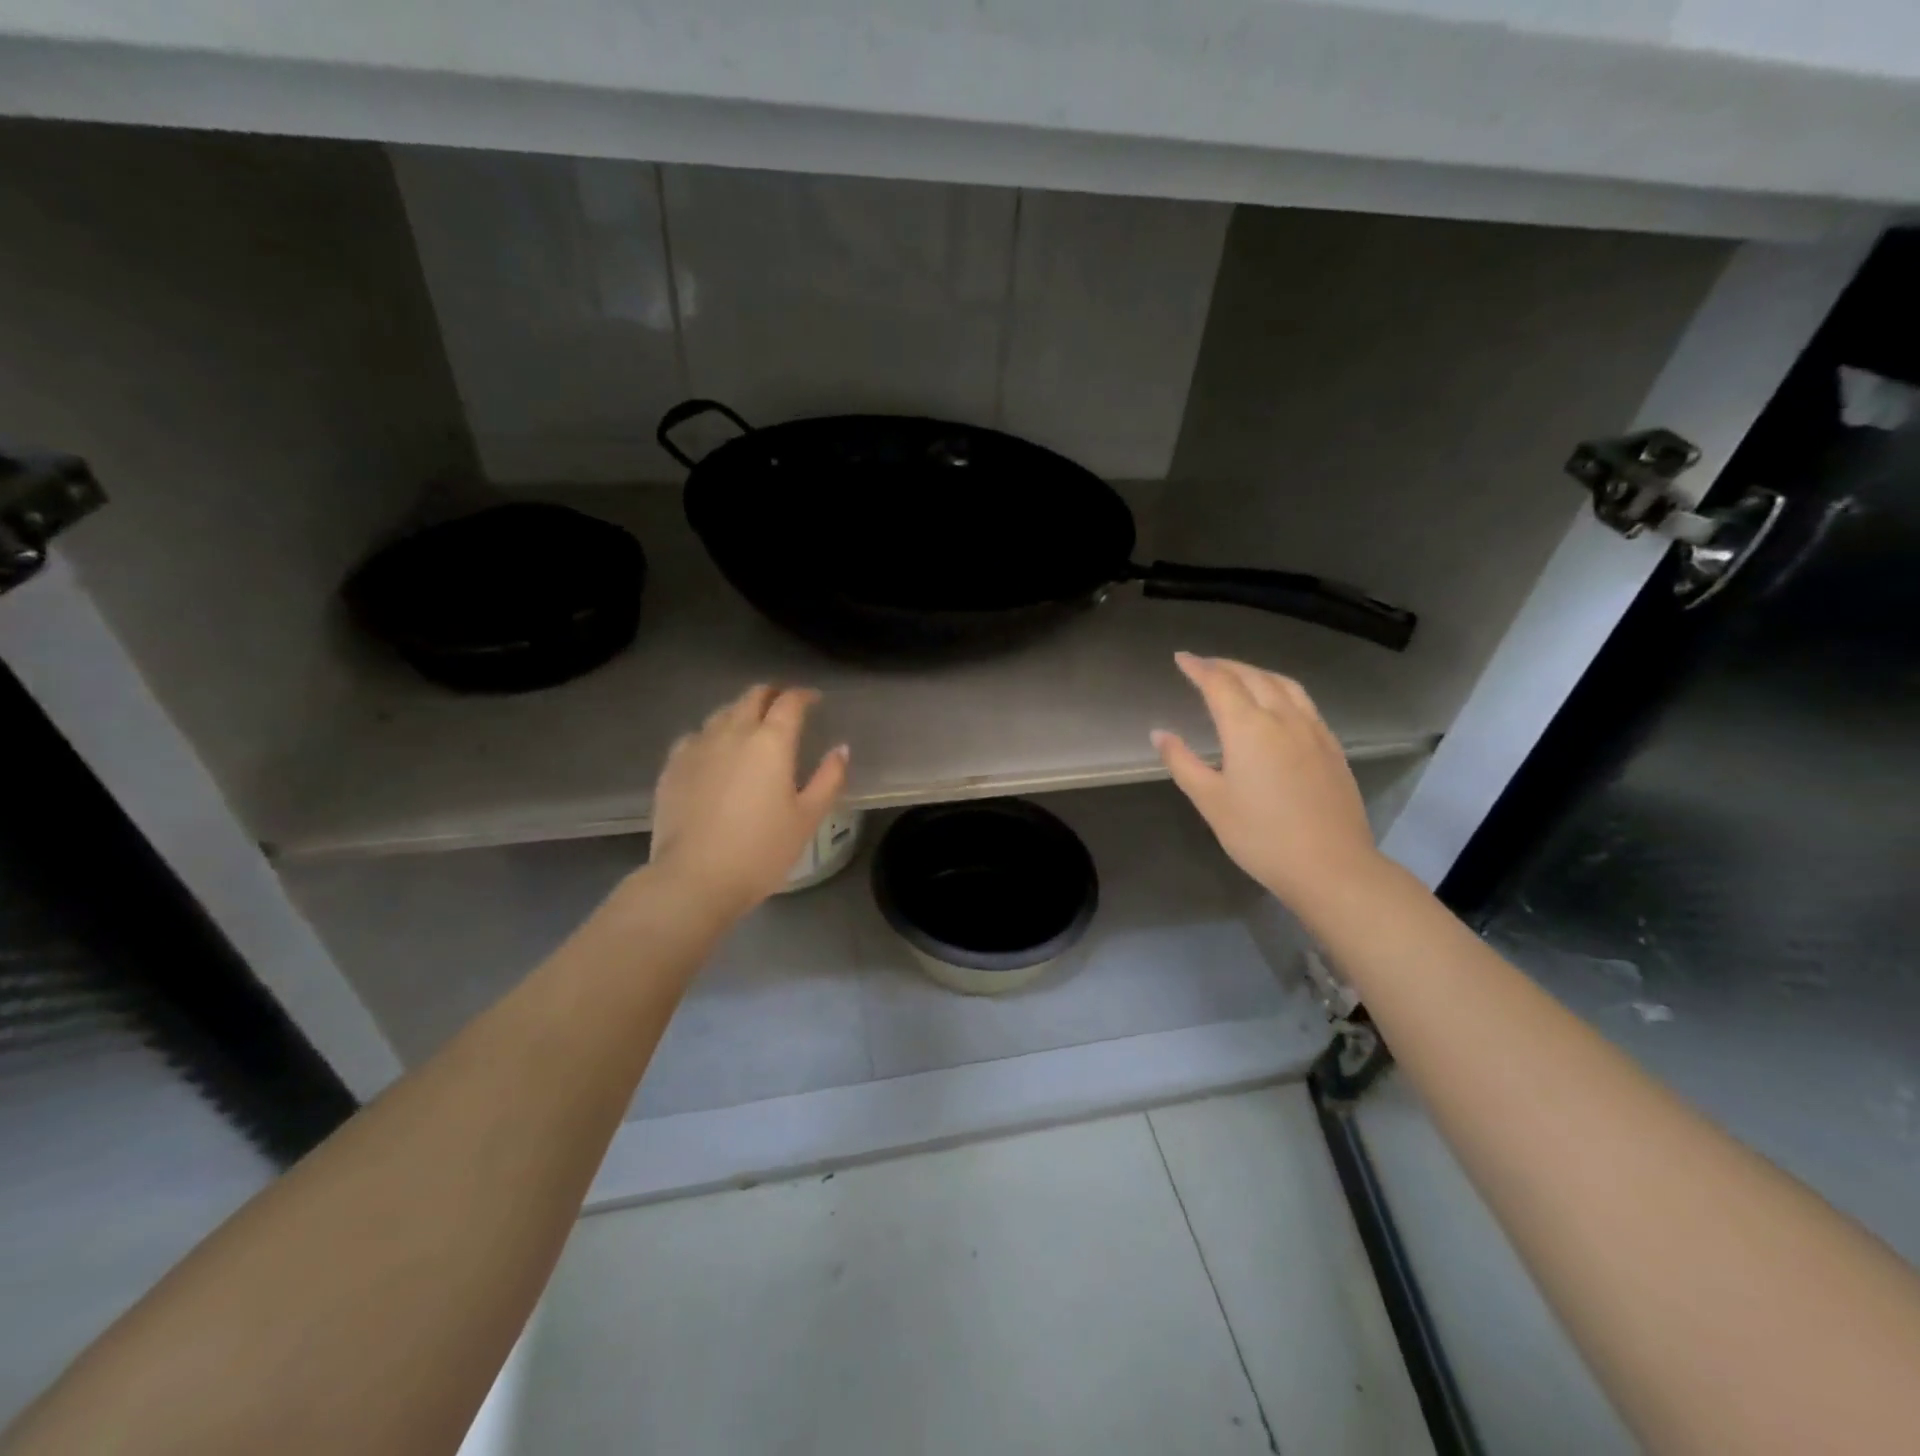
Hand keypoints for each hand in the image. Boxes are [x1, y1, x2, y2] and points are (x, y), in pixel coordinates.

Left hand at [647, 685, 849, 920]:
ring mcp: (697, 746)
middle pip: (752, 697)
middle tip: (784, 705)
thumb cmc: (761, 850)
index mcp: (771, 742)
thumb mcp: (807, 818)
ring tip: (751, 726)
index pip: (790, 702)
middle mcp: (733, 732)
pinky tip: (714, 752)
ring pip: (722, 713)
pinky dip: (712, 734)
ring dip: (741, 711)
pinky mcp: (672, 765)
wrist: (695, 878)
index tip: (814, 700)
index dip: (804, 695)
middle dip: (771, 694)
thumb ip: (829, 778)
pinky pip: (696, 736)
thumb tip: (841, 749)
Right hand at [1152, 653, 1383, 911]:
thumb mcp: (1210, 801)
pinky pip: (1304, 702)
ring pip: (1284, 685)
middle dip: (1226, 666)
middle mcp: (1283, 718)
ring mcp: (1313, 730)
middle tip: (1204, 665)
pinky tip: (1278, 705)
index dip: (1198, 668)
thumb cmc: (1260, 836)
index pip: (1219, 684)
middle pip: (1253, 677)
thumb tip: (1160, 733)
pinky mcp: (1332, 747)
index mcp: (1249, 728)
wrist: (1331, 866)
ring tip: (1240, 675)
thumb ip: (1182, 762)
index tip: (1181, 658)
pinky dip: (1281, 689)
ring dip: (1257, 672)